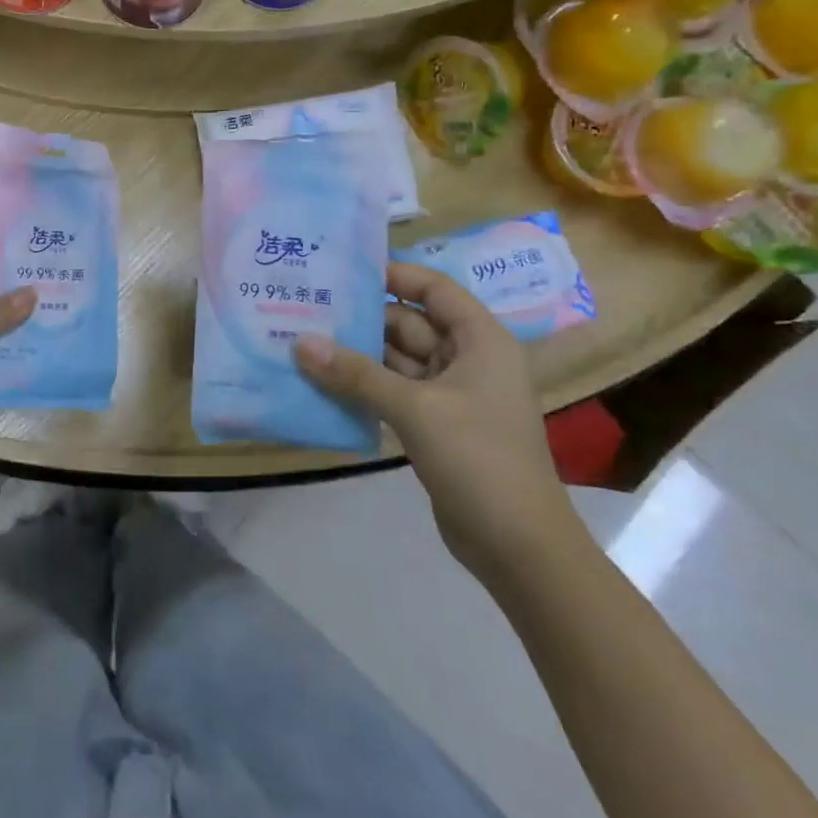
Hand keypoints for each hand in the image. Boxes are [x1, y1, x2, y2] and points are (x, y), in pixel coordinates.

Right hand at [293, 262, 581, 584]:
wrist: (517, 546)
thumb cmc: (478, 458)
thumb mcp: (414, 408)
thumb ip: (356, 373)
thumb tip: (300, 342)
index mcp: (480, 341)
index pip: (434, 289)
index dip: (394, 275)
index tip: (342, 270)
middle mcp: (467, 359)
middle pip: (409, 323)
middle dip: (362, 318)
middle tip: (307, 306)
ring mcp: (450, 394)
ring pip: (396, 359)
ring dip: (356, 354)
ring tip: (303, 339)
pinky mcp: (434, 424)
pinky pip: (392, 391)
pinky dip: (362, 385)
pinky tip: (321, 381)